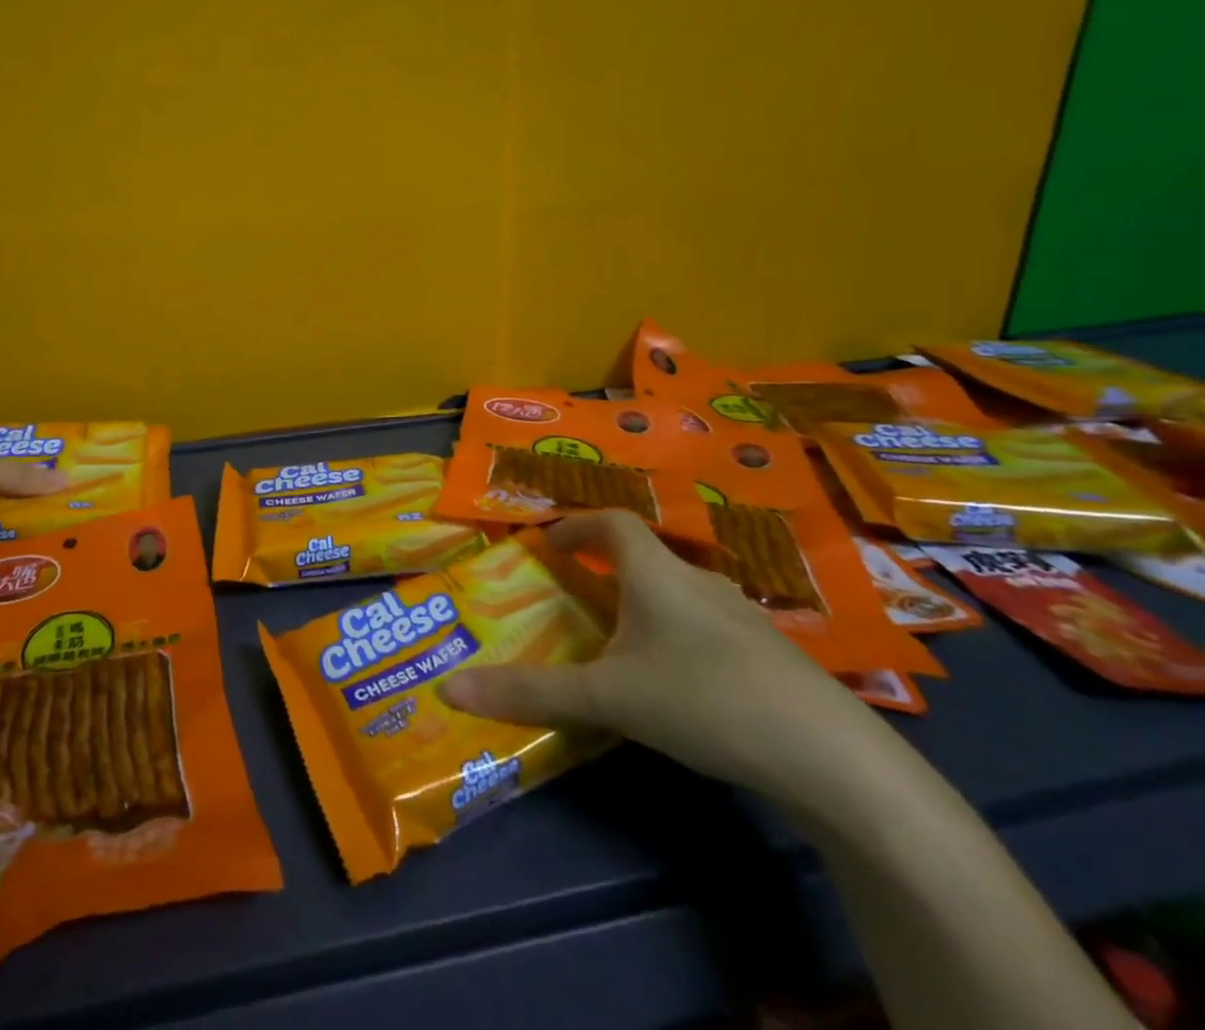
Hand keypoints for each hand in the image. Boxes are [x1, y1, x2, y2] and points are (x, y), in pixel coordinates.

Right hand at [438, 510, 889, 807]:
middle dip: (606, 568)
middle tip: (575, 594)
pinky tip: (679, 682)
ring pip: (681, 594)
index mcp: (657, 574)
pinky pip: (710, 629)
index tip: (548, 542)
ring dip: (646, 604)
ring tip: (620, 639)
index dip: (577, 524)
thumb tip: (448, 687)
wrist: (835, 760)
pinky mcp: (774, 660)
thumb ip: (529, 691)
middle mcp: (701, 583)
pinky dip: (680, 636)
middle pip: (647, 557)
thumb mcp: (606, 698)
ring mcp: (745, 621)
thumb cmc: (704, 700)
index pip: (613, 522)